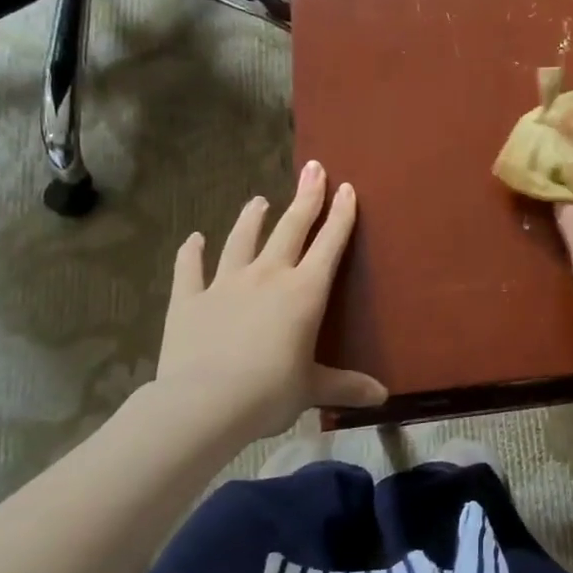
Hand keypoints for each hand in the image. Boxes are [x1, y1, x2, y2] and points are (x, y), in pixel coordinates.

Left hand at [154, 161, 385, 443]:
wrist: (204, 403)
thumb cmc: (269, 393)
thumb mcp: (313, 389)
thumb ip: (346, 386)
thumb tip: (382, 398)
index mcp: (304, 292)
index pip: (329, 245)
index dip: (341, 215)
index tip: (346, 188)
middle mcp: (268, 276)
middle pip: (291, 228)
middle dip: (305, 197)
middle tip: (313, 169)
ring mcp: (225, 284)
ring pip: (242, 240)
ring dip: (252, 218)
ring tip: (259, 200)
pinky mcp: (190, 299)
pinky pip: (191, 269)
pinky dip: (191, 253)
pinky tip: (193, 239)